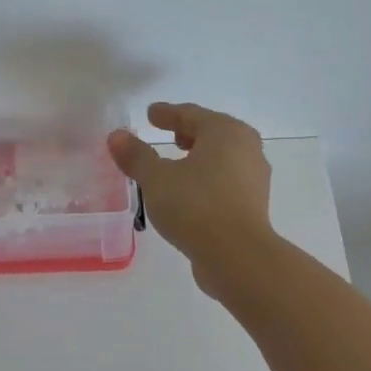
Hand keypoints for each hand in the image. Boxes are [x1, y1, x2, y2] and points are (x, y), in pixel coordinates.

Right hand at [107, 103, 276, 291]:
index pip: (191, 115)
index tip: (151, 114)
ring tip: (177, 166)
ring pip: (222, 158)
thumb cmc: (196, 207)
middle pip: (213, 133)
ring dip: (199, 158)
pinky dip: (207, 178)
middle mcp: (246, 148)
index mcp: (225, 132)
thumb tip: (117, 136)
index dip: (168, 114)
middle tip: (168, 135)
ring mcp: (254, 178)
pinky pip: (225, 180)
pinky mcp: (252, 205)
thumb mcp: (157, 180)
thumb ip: (136, 156)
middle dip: (189, 133)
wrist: (237, 256)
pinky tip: (190, 193)